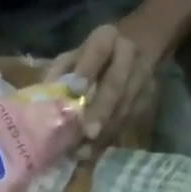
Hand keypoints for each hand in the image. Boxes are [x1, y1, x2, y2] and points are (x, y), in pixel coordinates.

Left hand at [44, 21, 160, 144]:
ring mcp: (142, 77)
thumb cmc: (89, 58)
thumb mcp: (72, 56)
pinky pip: (127, 121)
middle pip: (116, 84)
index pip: (98, 51)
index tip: (76, 90)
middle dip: (102, 109)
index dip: (87, 70)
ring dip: (105, 130)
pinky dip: (108, 139)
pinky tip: (92, 154)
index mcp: (107, 37)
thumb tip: (43, 99)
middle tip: (88, 132)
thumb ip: (59, 73)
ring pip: (124, 106)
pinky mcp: (147, 99)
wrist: (134, 47)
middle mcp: (129, 55)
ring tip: (84, 151)